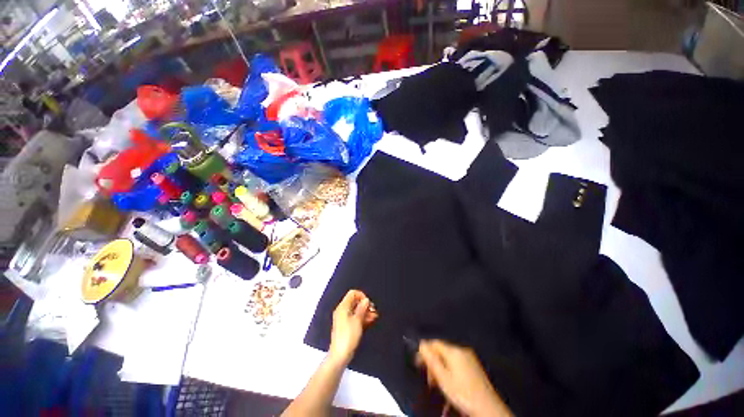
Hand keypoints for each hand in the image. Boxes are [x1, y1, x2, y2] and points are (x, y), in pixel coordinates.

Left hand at [329, 290, 377, 364]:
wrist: (340, 355)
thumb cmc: (348, 336)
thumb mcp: (357, 320)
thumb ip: (362, 308)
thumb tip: (366, 300)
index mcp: (343, 307)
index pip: (352, 293)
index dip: (362, 296)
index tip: (368, 303)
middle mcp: (342, 310)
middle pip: (355, 301)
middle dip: (365, 304)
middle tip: (374, 310)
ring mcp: (344, 318)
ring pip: (356, 310)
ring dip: (365, 311)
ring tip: (375, 316)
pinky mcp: (346, 326)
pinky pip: (355, 317)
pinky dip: (362, 317)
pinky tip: (371, 320)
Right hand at [418, 340, 511, 416]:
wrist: (488, 408)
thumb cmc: (462, 393)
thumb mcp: (443, 378)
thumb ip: (431, 359)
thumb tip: (421, 344)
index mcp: (454, 351)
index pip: (435, 343)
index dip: (425, 351)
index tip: (418, 363)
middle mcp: (462, 350)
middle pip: (442, 351)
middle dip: (433, 362)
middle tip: (429, 379)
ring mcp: (470, 358)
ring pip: (449, 358)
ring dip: (441, 367)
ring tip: (438, 383)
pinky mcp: (474, 366)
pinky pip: (457, 362)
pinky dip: (449, 369)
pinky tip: (449, 382)